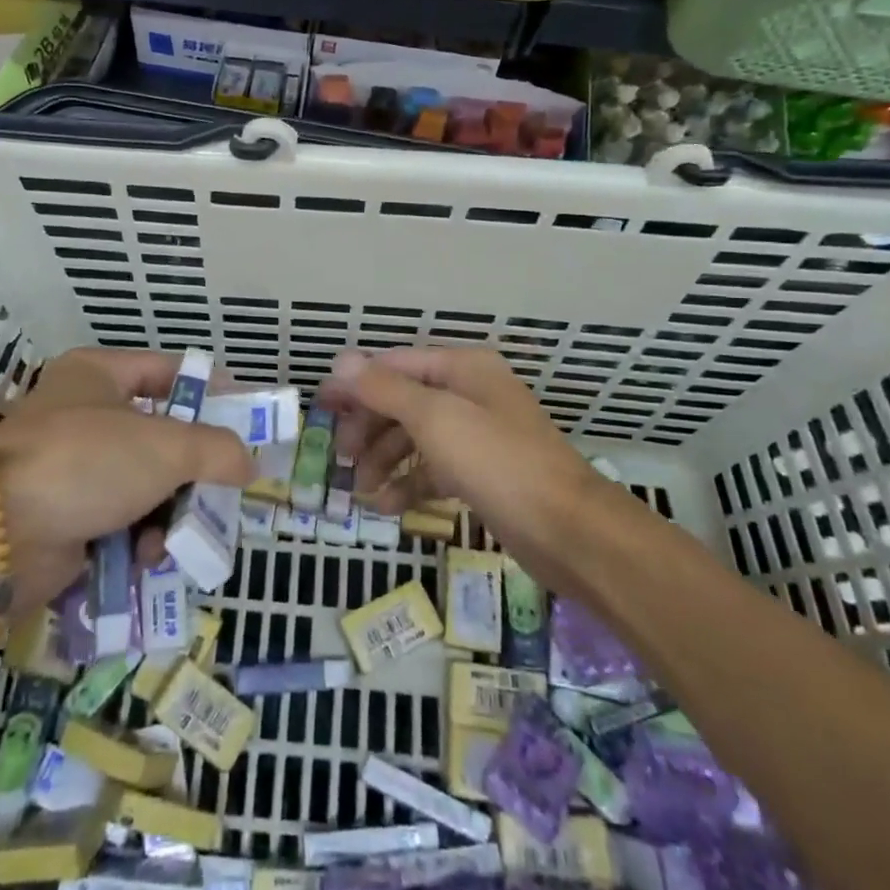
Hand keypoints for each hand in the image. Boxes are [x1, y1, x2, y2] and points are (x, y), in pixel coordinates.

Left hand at [0, 349, 254, 612]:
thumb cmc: (87, 462)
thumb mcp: (168, 447)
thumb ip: (218, 450)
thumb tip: (248, 464)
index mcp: (97, 374)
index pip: (166, 370)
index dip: (208, 389)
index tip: (245, 415)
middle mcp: (82, 414)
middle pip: (158, 436)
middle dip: (192, 469)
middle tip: (224, 488)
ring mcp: (70, 468)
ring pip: (142, 484)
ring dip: (168, 513)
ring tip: (178, 536)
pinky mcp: (63, 516)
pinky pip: (118, 522)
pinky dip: (138, 539)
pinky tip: (147, 558)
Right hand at [319, 346, 596, 572]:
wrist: (568, 530)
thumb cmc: (497, 461)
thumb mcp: (435, 418)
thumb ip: (385, 389)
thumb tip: (341, 359)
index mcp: (462, 368)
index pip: (395, 365)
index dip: (355, 384)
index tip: (320, 407)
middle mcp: (469, 394)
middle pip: (403, 401)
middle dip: (369, 427)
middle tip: (340, 457)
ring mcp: (477, 435)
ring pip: (416, 437)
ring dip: (384, 459)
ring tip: (361, 489)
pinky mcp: (482, 473)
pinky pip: (434, 469)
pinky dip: (409, 483)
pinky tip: (387, 506)